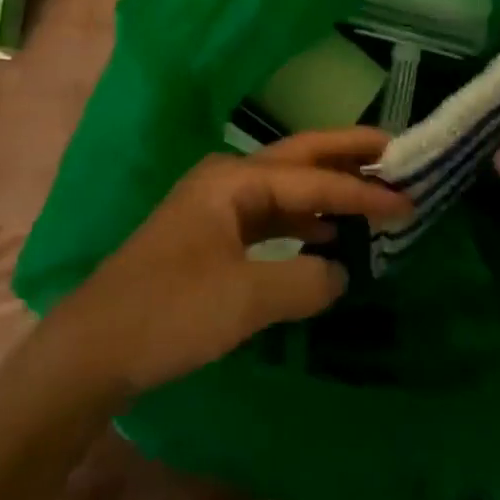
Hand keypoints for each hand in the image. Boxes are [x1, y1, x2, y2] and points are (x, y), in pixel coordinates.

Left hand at [50, 129, 410, 400]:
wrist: (93, 348)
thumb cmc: (168, 312)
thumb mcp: (244, 300)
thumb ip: (303, 281)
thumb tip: (340, 272)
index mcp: (234, 180)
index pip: (311, 180)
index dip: (361, 191)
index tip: (407, 199)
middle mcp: (227, 180)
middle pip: (298, 158)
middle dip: (345, 153)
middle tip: (393, 150)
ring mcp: (216, 206)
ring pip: (284, 187)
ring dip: (326, 189)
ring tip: (370, 191)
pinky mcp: (210, 236)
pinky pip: (269, 217)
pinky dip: (301, 222)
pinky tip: (324, 237)